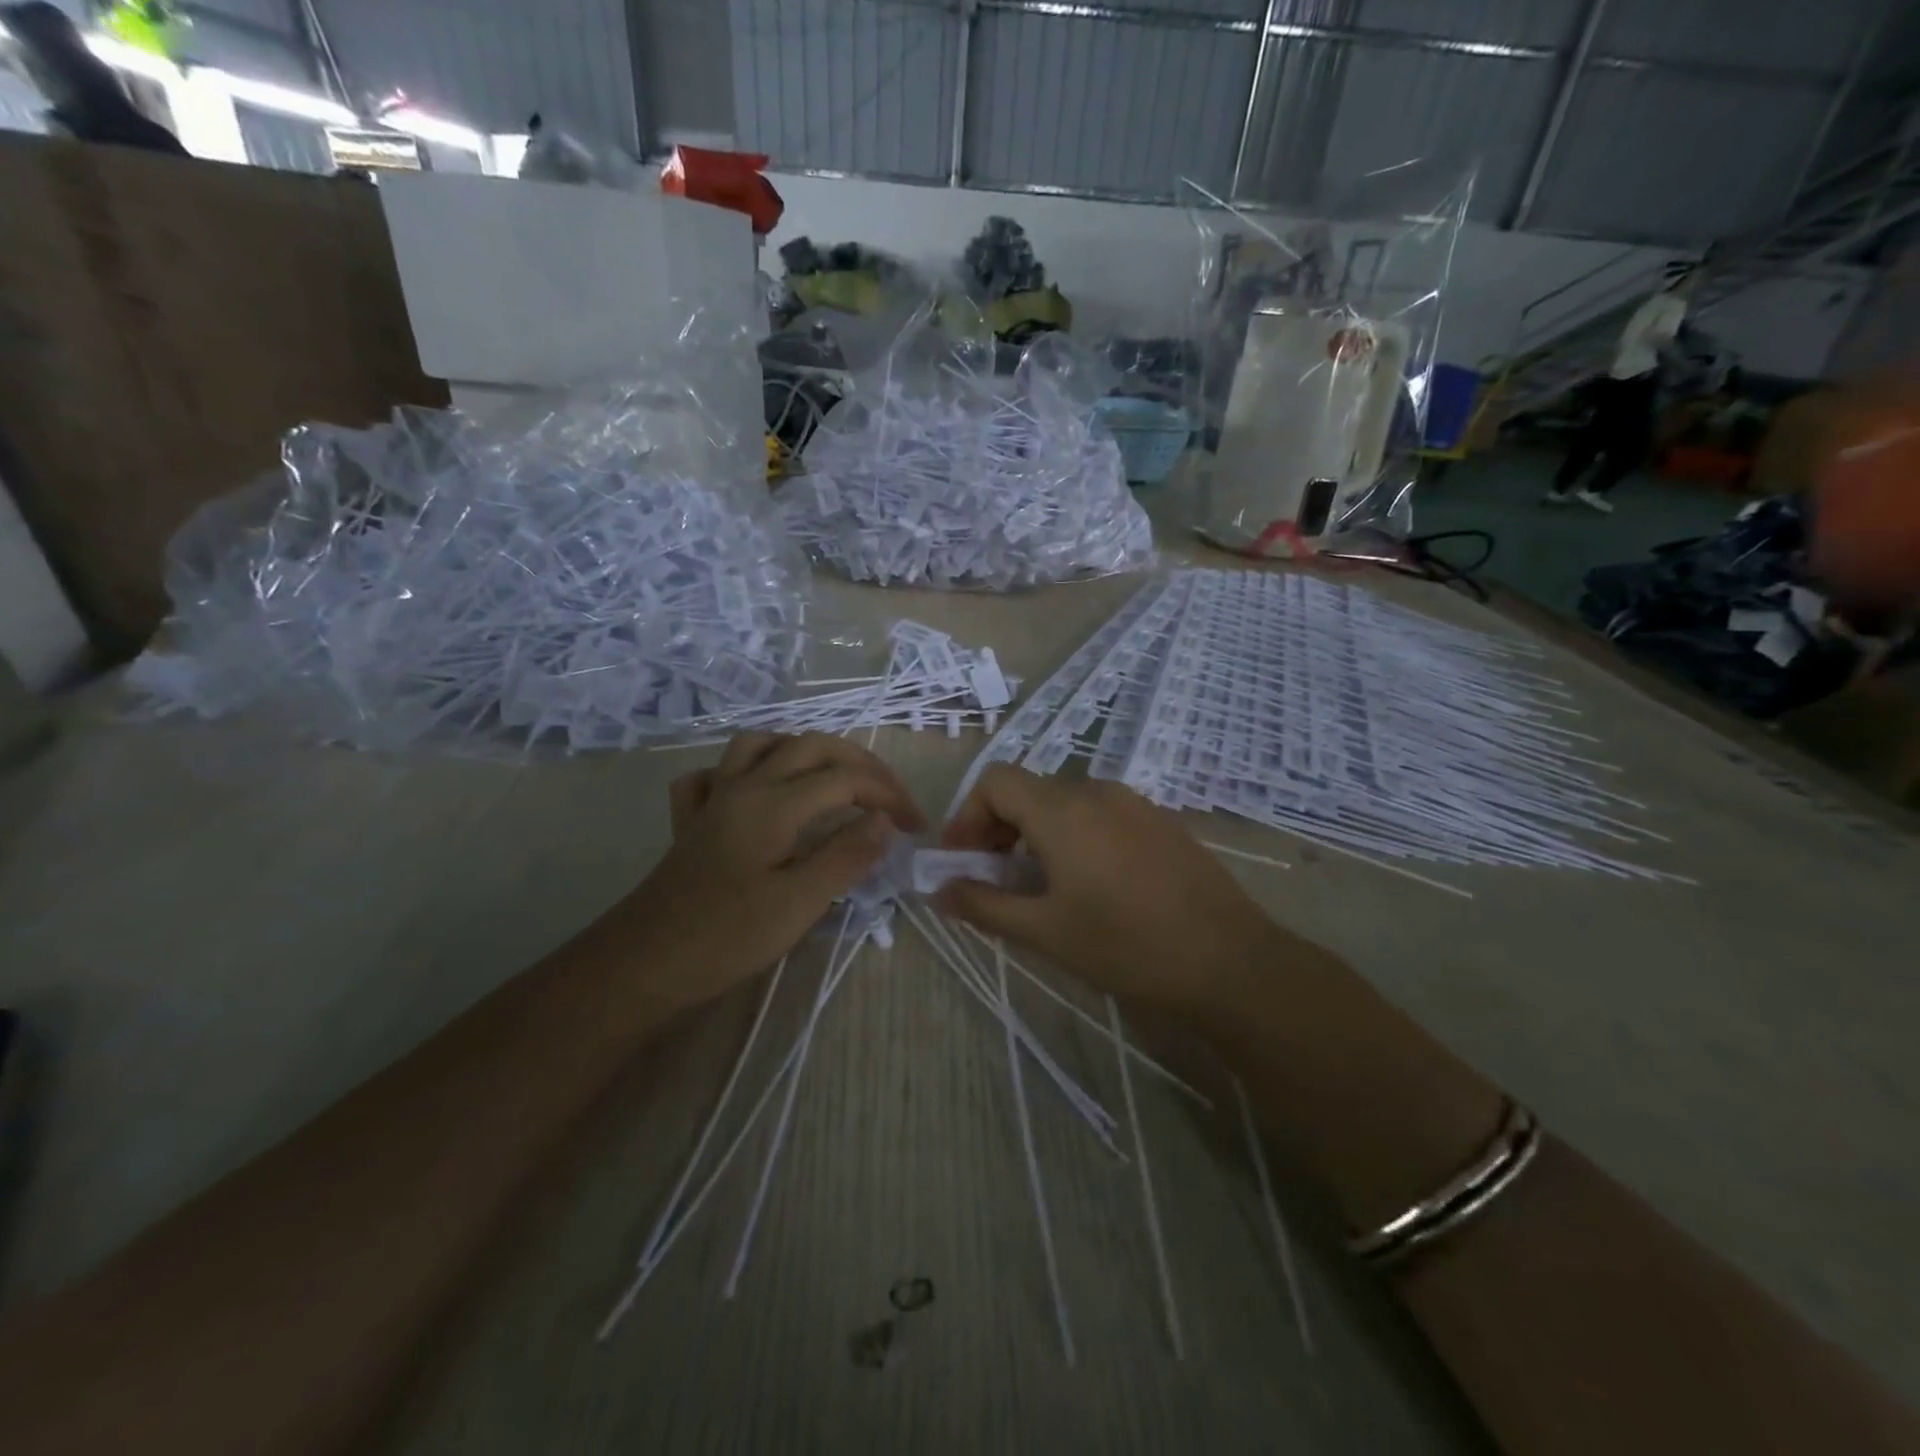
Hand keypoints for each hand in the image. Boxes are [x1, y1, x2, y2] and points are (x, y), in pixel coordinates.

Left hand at [620, 733, 923, 1008]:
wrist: (644, 964)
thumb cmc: (727, 937)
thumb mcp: (799, 902)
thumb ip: (846, 855)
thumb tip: (884, 820)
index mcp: (774, 803)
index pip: (846, 779)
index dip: (889, 795)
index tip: (916, 827)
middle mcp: (744, 786)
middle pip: (810, 746)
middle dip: (859, 763)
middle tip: (889, 795)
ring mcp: (714, 799)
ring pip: (760, 745)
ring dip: (803, 750)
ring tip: (832, 776)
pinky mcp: (692, 821)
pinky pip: (715, 774)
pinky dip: (742, 771)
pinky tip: (754, 792)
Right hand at [937, 767, 1279, 1008]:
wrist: (1230, 962)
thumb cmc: (1126, 946)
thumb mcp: (1045, 932)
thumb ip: (983, 905)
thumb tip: (936, 890)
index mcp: (1062, 811)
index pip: (995, 781)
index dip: (968, 815)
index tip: (963, 861)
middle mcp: (1096, 791)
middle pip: (1028, 790)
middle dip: (998, 828)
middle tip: (993, 878)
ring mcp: (1134, 802)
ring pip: (1065, 802)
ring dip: (1036, 833)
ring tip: (1039, 885)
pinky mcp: (1160, 820)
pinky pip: (1100, 814)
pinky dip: (1074, 835)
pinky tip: (1089, 883)